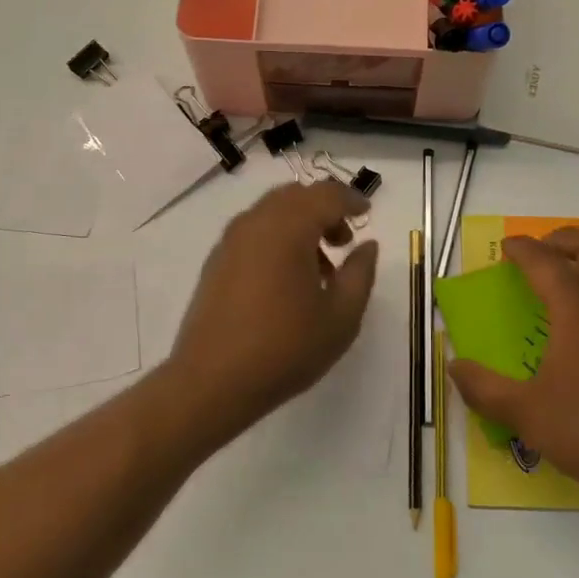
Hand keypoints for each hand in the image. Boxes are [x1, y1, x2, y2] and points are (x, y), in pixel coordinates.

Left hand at [160, 180, 378, 450]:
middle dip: (324, 209)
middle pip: (296, 196)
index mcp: (288, 228)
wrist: (212, 382)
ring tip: (319, 268)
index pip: (325, 195)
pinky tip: (286, 279)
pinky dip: (277, 238)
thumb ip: (360, 274)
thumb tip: (367, 246)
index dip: (351, 200)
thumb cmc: (285, 348)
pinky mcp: (216, 261)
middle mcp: (256, 223)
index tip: (367, 214)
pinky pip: (254, 232)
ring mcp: (230, 241)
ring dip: (300, 225)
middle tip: (344, 241)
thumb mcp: (341, 317)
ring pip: (272, 212)